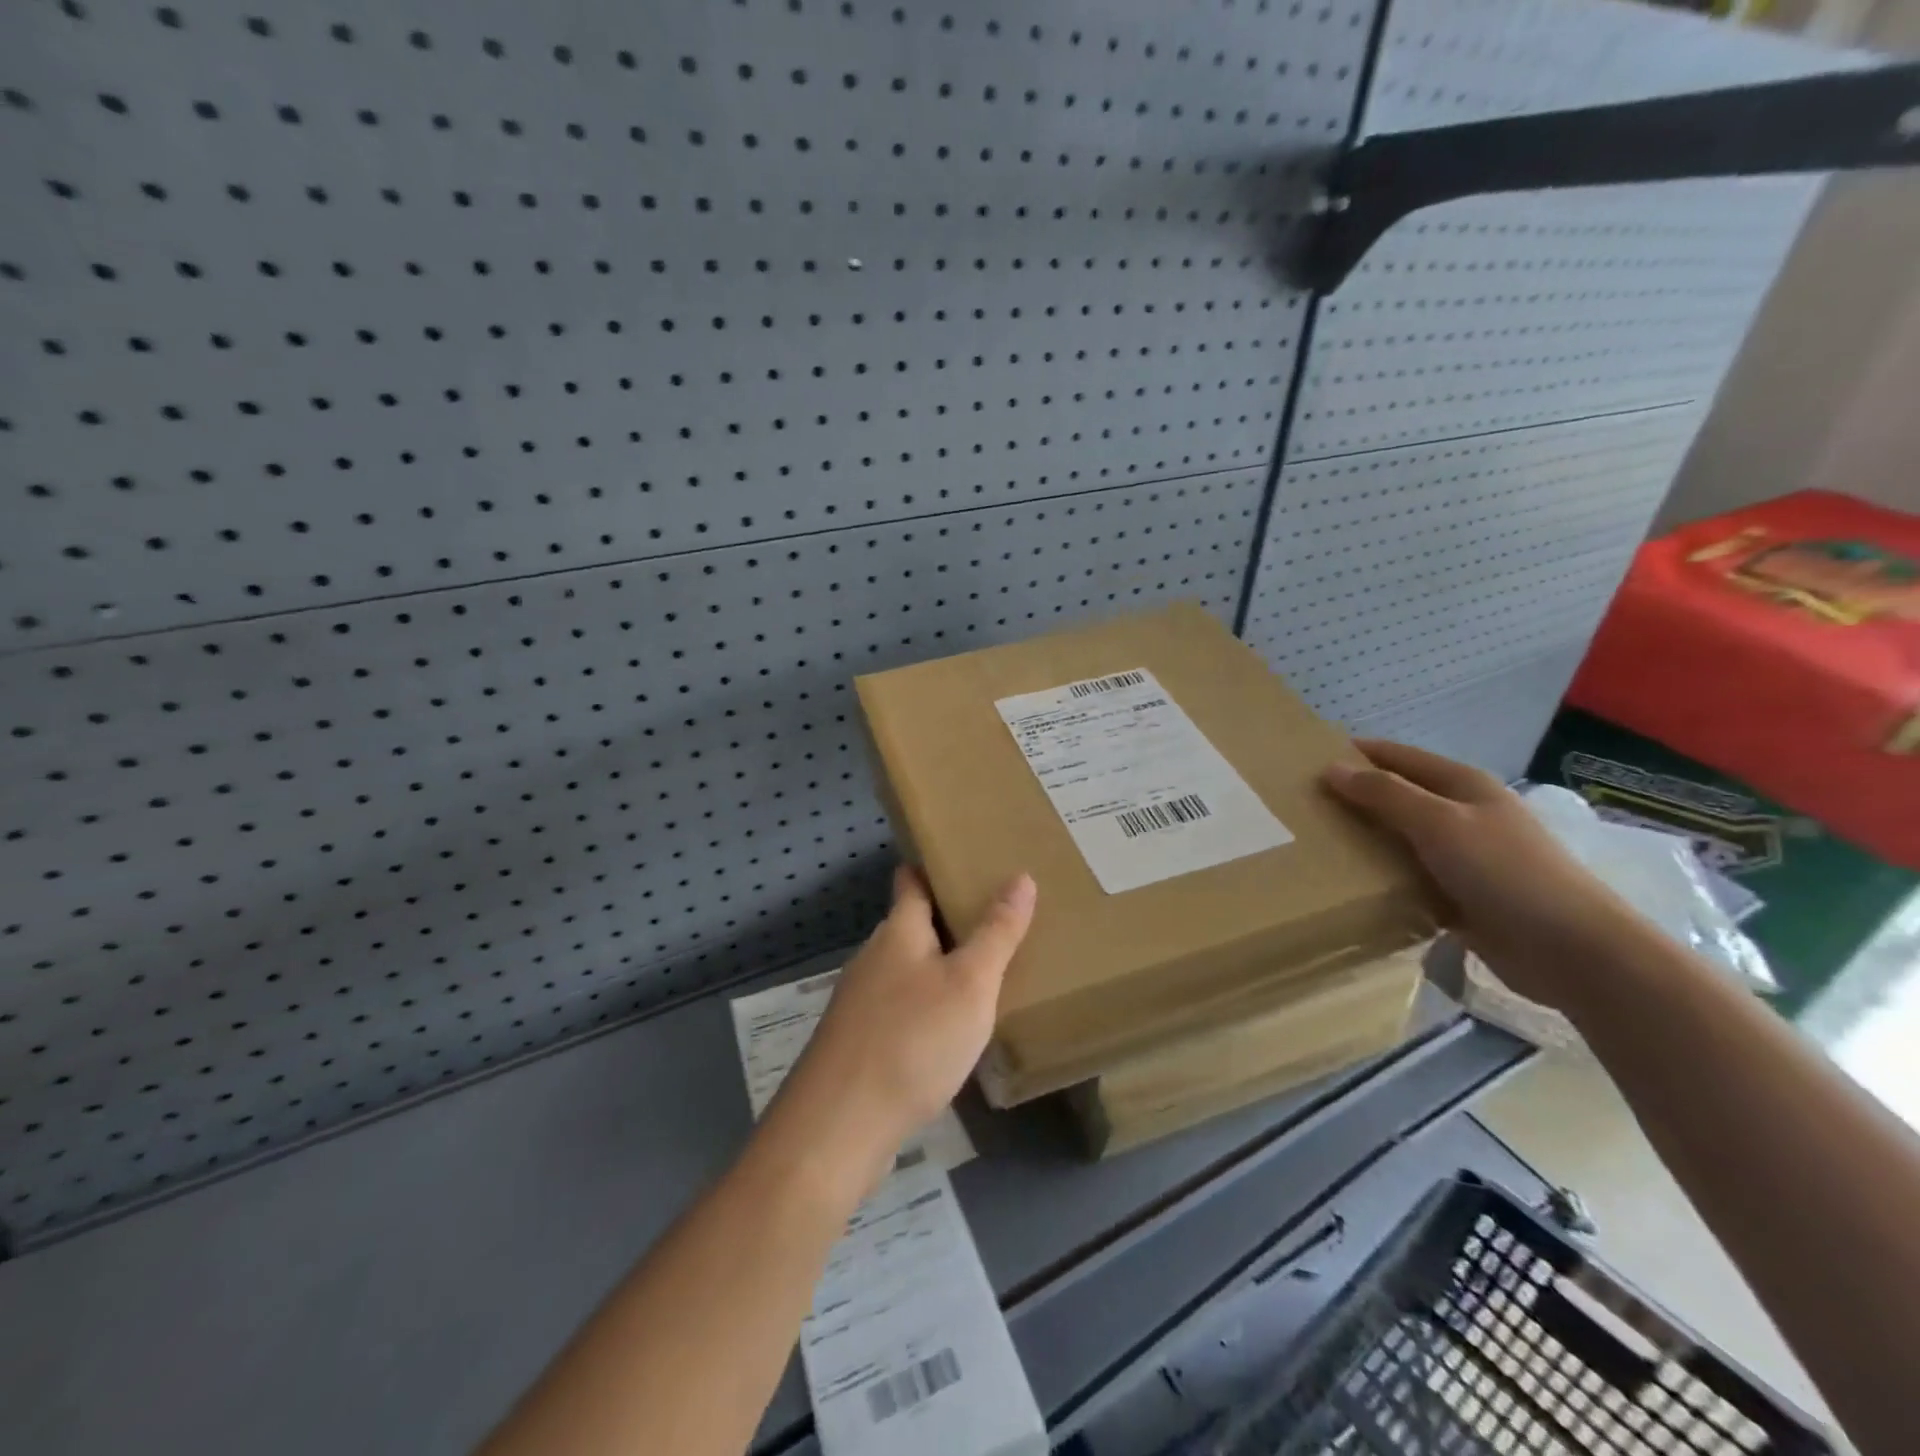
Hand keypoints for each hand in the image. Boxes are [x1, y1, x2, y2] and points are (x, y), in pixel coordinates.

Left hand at [769, 865, 1036, 1191]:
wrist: (838, 1128)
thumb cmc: (912, 1041)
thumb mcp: (969, 983)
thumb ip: (996, 932)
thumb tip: (1020, 877)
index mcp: (898, 932)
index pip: (912, 880)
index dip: (934, 865)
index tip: (967, 859)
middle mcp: (874, 958)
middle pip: (912, 925)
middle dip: (949, 919)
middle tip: (999, 917)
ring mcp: (861, 1003)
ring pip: (908, 970)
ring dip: (941, 965)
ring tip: (987, 970)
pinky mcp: (859, 1043)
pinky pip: (902, 1008)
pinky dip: (929, 1006)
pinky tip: (954, 1029)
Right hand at [1323, 739, 1637, 1009]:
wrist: (1572, 951)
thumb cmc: (1505, 872)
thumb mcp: (1440, 823)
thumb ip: (1384, 794)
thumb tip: (1331, 769)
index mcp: (1462, 785)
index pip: (1396, 756)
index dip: (1354, 755)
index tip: (1304, 762)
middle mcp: (1461, 814)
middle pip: (1396, 796)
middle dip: (1352, 799)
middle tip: (1300, 808)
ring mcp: (1462, 856)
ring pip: (1399, 839)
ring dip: (1364, 840)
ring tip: (1312, 846)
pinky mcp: (1459, 895)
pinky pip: (1408, 877)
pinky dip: (1382, 877)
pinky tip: (1349, 885)